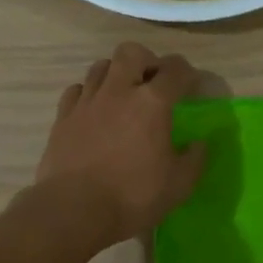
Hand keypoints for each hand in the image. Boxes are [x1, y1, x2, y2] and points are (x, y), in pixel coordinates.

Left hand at [30, 42, 207, 248]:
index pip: (175, 69)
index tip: (191, 86)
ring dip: (116, 73)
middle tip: (154, 82)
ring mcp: (87, 102)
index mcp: (152, 103)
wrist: (73, 210)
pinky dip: (89, 93)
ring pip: (101, 66)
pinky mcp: (63, 117)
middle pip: (131, 52)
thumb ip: (194, 159)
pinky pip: (77, 90)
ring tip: (123, 94)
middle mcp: (118, 91)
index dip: (187, 73)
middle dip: (147, 60)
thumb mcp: (178, 185)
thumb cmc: (132, 196)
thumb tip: (199, 143)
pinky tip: (94, 110)